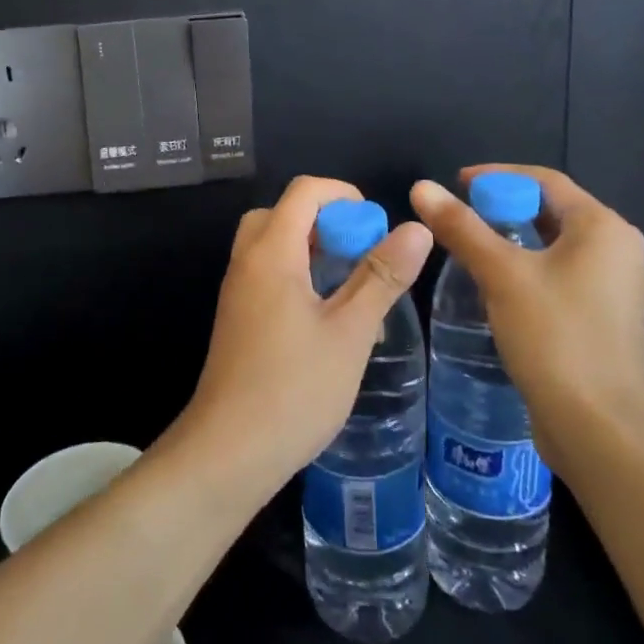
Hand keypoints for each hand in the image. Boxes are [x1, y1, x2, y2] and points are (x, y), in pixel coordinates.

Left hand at [177, 176, 433, 499]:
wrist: (228, 452)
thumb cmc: (295, 388)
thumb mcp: (350, 332)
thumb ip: (381, 276)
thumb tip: (415, 228)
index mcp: (271, 252)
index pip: (304, 191)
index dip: (344, 196)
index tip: (375, 228)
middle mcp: (247, 262)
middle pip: (282, 214)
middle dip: (326, 222)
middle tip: (359, 254)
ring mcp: (237, 292)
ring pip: (272, 245)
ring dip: (312, 251)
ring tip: (351, 288)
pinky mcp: (237, 319)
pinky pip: (266, 275)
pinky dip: (297, 276)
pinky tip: (327, 321)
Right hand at [410, 165, 643, 462]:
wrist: (600, 429)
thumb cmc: (555, 337)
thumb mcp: (502, 275)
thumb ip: (462, 228)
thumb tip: (421, 187)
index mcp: (604, 228)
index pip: (545, 181)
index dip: (497, 176)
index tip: (455, 184)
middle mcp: (618, 250)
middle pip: (552, 211)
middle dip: (503, 208)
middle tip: (457, 216)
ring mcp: (615, 288)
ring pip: (555, 246)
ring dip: (512, 239)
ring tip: (469, 246)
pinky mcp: (604, 319)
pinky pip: (560, 275)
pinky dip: (527, 268)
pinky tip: (495, 285)